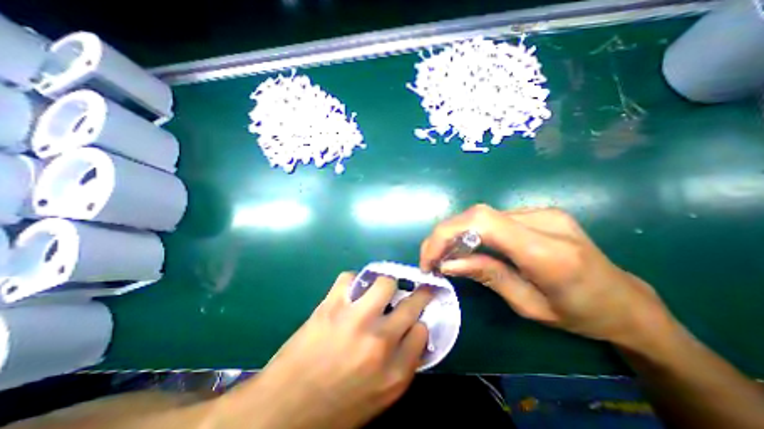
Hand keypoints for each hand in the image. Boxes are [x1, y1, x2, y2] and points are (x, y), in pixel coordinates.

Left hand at [215, 272, 435, 428]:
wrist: (282, 410)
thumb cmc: (334, 409)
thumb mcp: (378, 399)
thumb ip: (401, 365)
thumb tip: (412, 334)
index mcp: (394, 372)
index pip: (422, 332)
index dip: (419, 322)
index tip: (414, 318)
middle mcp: (380, 341)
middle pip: (411, 304)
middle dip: (418, 294)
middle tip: (416, 289)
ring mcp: (355, 319)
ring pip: (385, 282)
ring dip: (385, 285)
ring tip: (378, 291)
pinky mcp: (332, 306)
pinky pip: (349, 278)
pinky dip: (352, 281)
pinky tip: (350, 291)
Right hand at [420, 204, 668, 348]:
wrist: (626, 302)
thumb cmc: (580, 315)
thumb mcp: (528, 306)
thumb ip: (486, 276)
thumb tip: (447, 263)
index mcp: (547, 251)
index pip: (481, 223)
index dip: (446, 234)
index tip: (429, 258)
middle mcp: (543, 220)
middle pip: (477, 214)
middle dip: (445, 235)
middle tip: (431, 258)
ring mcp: (542, 211)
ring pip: (482, 215)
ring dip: (457, 233)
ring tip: (446, 254)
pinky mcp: (538, 212)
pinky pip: (494, 218)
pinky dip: (472, 231)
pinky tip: (469, 246)